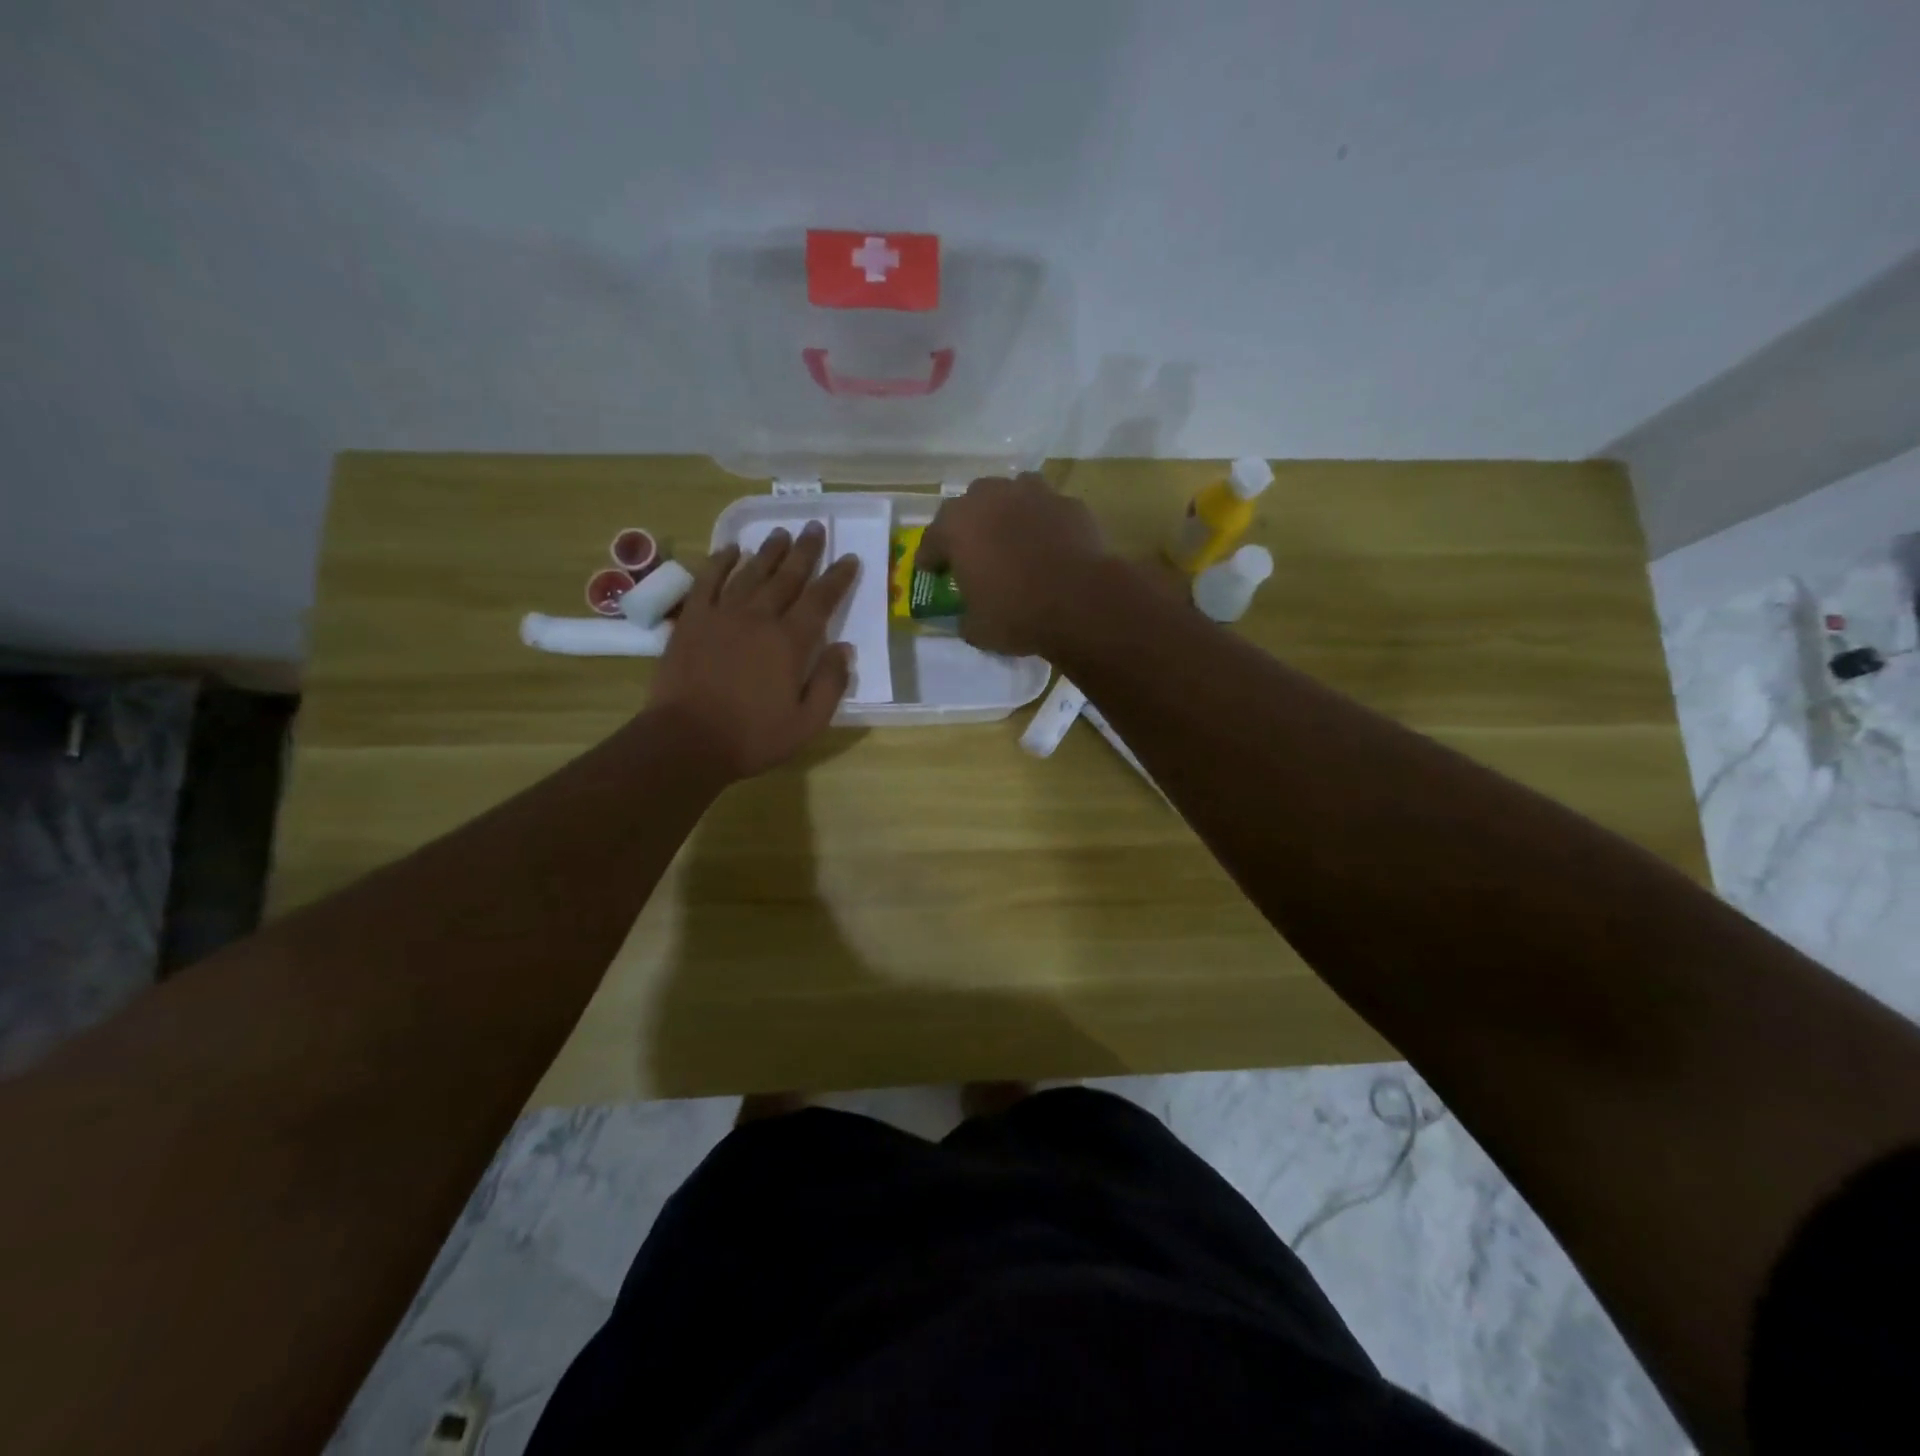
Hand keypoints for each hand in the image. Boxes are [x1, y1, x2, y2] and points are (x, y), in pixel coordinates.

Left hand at [648, 522, 858, 779]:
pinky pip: (707, 581)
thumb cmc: (753, 737)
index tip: (849, 558)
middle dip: (805, 551)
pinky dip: (720, 562)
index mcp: (791, 642)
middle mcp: (759, 618)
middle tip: (815, 527)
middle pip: (787, 576)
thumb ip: (831, 684)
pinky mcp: (692, 620)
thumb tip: (845, 649)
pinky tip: (730, 549)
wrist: (687, 740)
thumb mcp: (807, 723)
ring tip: (782, 533)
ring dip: (768, 551)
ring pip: (750, 572)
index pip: (821, 600)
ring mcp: (722, 615)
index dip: (838, 577)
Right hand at [914, 473, 1108, 654]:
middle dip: (969, 526)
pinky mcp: (1068, 503)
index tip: (933, 571)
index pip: (932, 539)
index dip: (931, 558)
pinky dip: (1043, 523)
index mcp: (957, 526)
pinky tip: (1049, 544)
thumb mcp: (977, 629)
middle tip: (974, 552)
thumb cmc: (1017, 614)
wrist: (1081, 602)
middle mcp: (991, 498)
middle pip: (970, 505)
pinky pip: (1047, 509)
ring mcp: (1033, 494)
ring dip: (1007, 512)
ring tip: (1012, 537)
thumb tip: (967, 615)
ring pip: (1011, 494)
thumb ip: (965, 616)